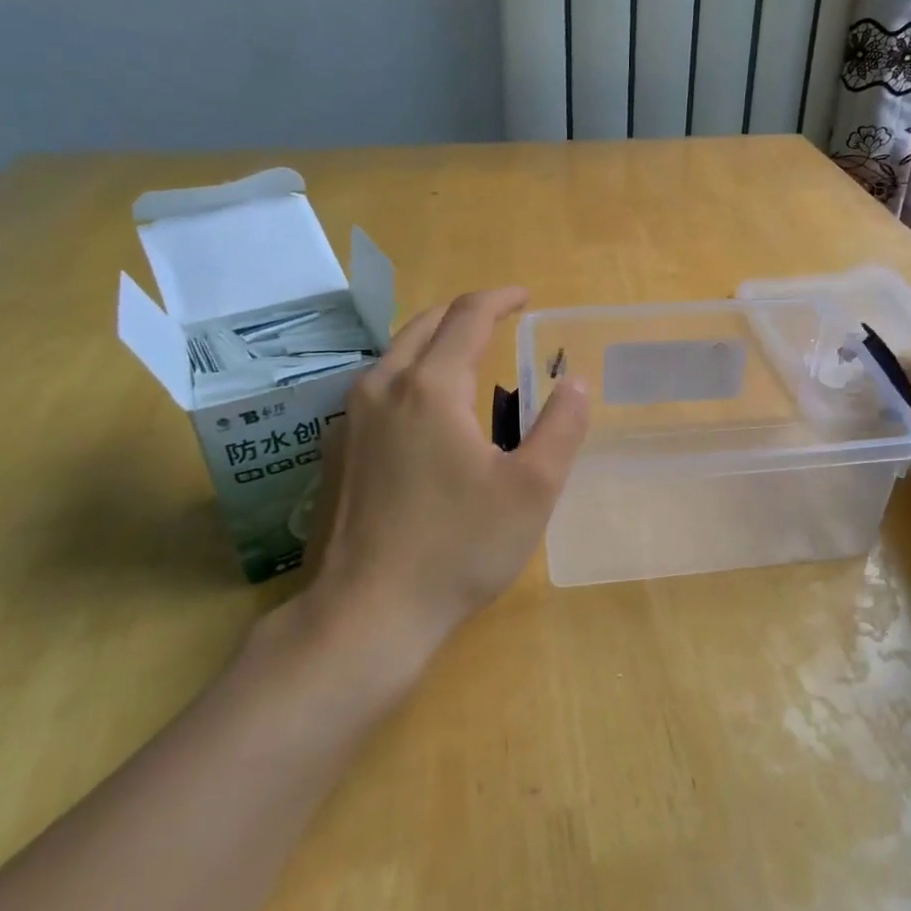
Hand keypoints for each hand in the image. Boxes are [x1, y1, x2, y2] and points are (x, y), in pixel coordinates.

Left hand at [299, 287, 589, 660]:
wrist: (366, 613)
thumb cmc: (458, 547)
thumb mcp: (533, 490)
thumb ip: (562, 427)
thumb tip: (575, 382)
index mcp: (431, 387)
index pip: (467, 317)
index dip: (500, 299)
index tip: (526, 297)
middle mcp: (382, 388)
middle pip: (423, 325)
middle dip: (464, 313)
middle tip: (499, 319)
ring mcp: (350, 420)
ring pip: (394, 355)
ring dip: (433, 342)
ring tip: (466, 356)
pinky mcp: (335, 452)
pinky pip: (376, 389)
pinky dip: (408, 375)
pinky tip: (424, 410)